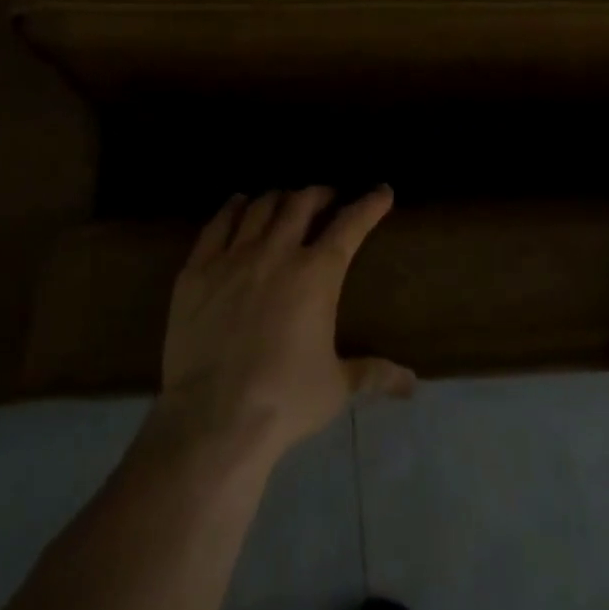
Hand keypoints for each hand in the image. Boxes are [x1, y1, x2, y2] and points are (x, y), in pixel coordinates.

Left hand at [157, 186, 414, 467]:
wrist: (214, 417)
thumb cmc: (285, 400)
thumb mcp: (337, 387)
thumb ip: (373, 374)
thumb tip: (411, 383)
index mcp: (317, 275)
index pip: (350, 225)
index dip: (369, 204)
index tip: (381, 191)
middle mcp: (276, 253)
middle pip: (301, 204)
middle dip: (320, 194)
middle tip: (327, 198)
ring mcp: (232, 258)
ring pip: (259, 208)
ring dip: (278, 198)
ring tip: (285, 201)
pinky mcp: (196, 270)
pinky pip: (216, 225)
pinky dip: (232, 209)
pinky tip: (238, 204)